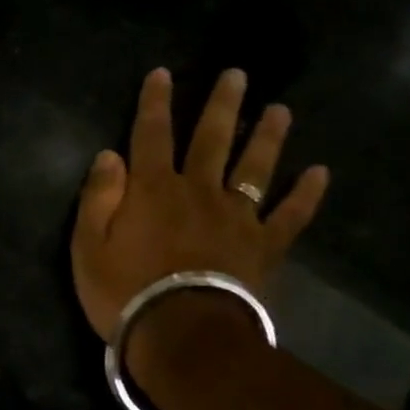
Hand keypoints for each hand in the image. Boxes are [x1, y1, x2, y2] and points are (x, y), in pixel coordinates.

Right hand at [71, 67, 328, 342]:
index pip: (152, 135)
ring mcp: (236, 217)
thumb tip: (109, 155)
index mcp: (152, 189)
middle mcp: (198, 191)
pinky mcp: (264, 246)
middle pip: (212, 139)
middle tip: (238, 75)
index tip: (162, 73)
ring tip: (280, 111)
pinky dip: (306, 195)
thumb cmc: (125, 292)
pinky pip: (290, 216)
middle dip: (222, 105)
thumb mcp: (88, 246)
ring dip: (268, 137)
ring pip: (255, 167)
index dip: (155, 103)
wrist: (183, 336)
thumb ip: (98, 197)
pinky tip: (321, 173)